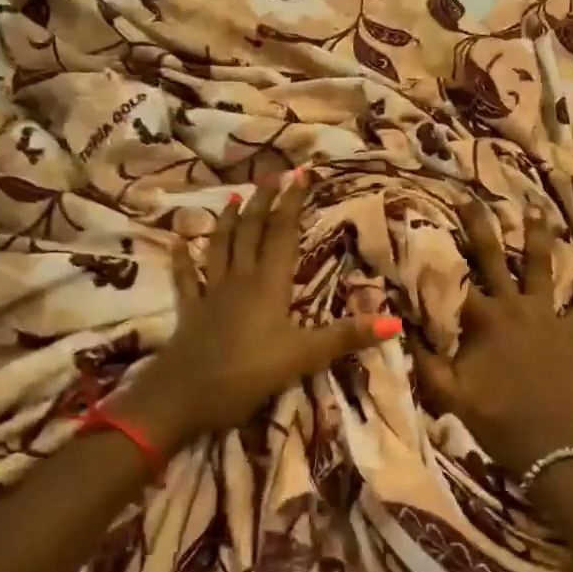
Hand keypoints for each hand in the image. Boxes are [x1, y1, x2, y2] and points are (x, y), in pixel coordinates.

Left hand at [112, 172, 399, 451]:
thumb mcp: (303, 357)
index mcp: (269, 285)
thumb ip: (346, 337)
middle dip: (263, 201)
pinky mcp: (190, 312)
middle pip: (252, 232)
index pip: (284, 234)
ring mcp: (212, 294)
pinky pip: (186, 279)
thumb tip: (395, 322)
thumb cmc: (247, 375)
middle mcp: (239, 280)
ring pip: (220, 247)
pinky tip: (177, 241)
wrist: (183, 397)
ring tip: (233, 198)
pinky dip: (182, 258)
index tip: (300, 174)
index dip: (293, 203)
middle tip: (272, 174)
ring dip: (228, 221)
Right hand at [411, 201, 572, 474]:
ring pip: (542, 267)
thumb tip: (396, 327)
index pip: (455, 276)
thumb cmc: (497, 419)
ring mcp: (547, 317)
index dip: (437, 250)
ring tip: (536, 209)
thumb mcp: (450, 394)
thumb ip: (424, 360)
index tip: (425, 222)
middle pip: (495, 257)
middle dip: (480, 224)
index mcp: (484, 319)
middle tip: (470, 196)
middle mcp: (515, 306)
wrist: (554, 447)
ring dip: (537, 237)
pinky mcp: (570, 333)